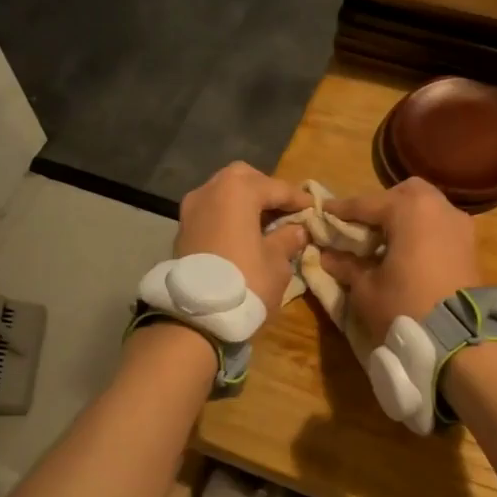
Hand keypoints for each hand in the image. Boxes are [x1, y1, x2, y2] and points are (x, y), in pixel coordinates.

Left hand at [175, 161, 309, 309]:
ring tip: (265, 223)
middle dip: (266, 190)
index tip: (314, 209)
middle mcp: (210, 190)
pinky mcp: (182, 229)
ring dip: (244, 202)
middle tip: (285, 209)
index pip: (276, 187)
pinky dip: (228, 215)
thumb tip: (296, 230)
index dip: (298, 199)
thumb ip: (287, 239)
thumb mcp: (277, 263)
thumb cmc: (245, 282)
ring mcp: (191, 209)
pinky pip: (211, 211)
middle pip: (243, 179)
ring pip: (223, 193)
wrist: (195, 317)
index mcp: (238, 191)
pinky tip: (243, 233)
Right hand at [319, 179, 483, 338]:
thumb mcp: (366, 288)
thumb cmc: (405, 306)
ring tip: (385, 242)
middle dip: (381, 205)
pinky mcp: (471, 245)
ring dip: (405, 218)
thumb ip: (346, 265)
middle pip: (404, 193)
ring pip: (427, 207)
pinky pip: (440, 226)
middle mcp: (438, 207)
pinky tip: (408, 253)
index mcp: (409, 209)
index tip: (323, 212)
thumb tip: (327, 255)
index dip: (341, 210)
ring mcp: (460, 224)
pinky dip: (423, 231)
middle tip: (362, 227)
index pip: (366, 204)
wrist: (459, 339)